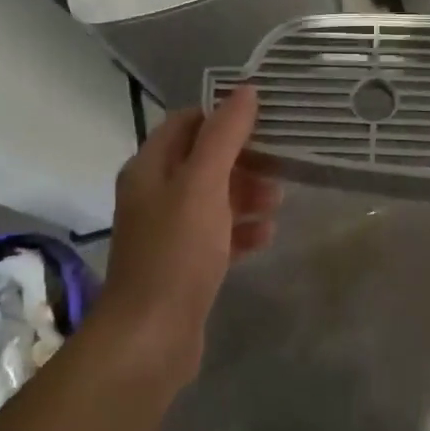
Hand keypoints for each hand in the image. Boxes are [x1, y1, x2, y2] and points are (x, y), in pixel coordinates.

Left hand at [94, 88, 280, 380]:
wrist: (150, 339)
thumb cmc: (176, 251)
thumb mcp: (203, 184)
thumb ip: (225, 135)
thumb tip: (246, 91)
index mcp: (150, 168)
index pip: (186, 122)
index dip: (222, 115)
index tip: (263, 118)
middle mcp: (155, 194)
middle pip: (203, 160)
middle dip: (242, 158)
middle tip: (279, 162)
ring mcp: (168, 232)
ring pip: (213, 197)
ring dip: (246, 194)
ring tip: (278, 201)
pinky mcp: (183, 265)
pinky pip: (217, 234)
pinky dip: (241, 229)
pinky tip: (267, 235)